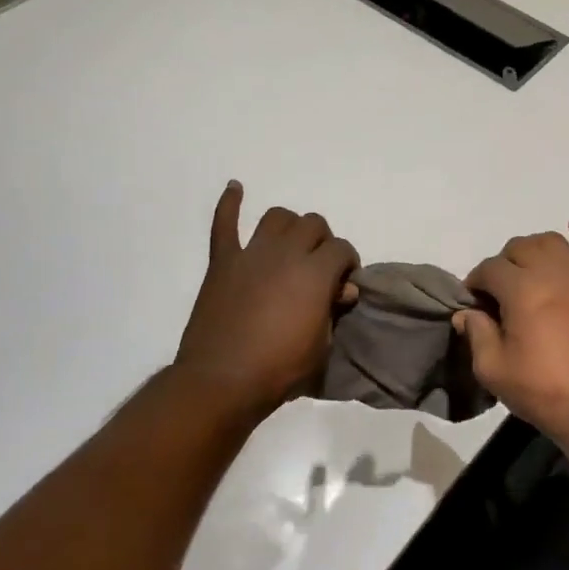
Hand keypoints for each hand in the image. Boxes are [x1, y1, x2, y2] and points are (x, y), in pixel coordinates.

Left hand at [174, 182, 359, 417]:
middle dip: (322, 241)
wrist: (221, 382)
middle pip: (313, 224)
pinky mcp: (223, 261)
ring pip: (277, 217)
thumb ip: (333, 310)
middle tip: (318, 267)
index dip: (347, 263)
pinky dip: (230, 203)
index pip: (342, 249)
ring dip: (288, 226)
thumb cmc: (279, 369)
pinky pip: (224, 224)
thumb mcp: (322, 346)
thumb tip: (341, 289)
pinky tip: (235, 187)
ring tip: (289, 245)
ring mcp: (252, 253)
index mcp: (316, 272)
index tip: (343, 283)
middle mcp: (286, 252)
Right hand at [455, 219, 568, 452]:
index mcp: (521, 290)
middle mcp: (552, 273)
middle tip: (499, 290)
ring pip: (553, 242)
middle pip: (519, 248)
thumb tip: (466, 313)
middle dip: (502, 264)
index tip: (474, 301)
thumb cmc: (544, 391)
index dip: (476, 281)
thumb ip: (477, 334)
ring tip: (526, 266)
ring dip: (534, 248)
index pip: (490, 269)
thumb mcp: (494, 370)